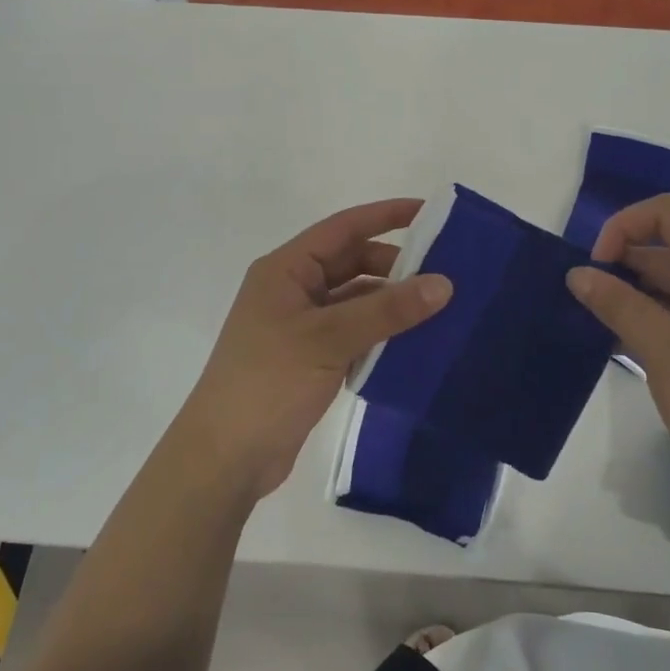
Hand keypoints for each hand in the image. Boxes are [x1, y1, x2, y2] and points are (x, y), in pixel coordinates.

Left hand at [172, 199, 451, 500]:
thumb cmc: (268, 382)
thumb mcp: (330, 339)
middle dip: (395, 266)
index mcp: (286, 270)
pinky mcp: (309, 358)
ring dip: (390, 303)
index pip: (343, 228)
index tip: (430, 212)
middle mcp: (293, 289)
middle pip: (351, 263)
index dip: (385, 215)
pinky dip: (380, 334)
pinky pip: (353, 333)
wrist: (225, 458)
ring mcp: (300, 326)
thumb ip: (387, 310)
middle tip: (444, 276)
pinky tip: (413, 344)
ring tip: (439, 311)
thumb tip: (444, 283)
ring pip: (355, 300)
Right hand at [566, 195, 669, 516]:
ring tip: (594, 324)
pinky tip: (621, 344)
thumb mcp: (663, 348)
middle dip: (621, 266)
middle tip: (582, 301)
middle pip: (667, 247)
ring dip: (632, 297)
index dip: (622, 228)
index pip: (665, 214)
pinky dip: (651, 321)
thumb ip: (617, 303)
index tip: (594, 269)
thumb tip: (577, 273)